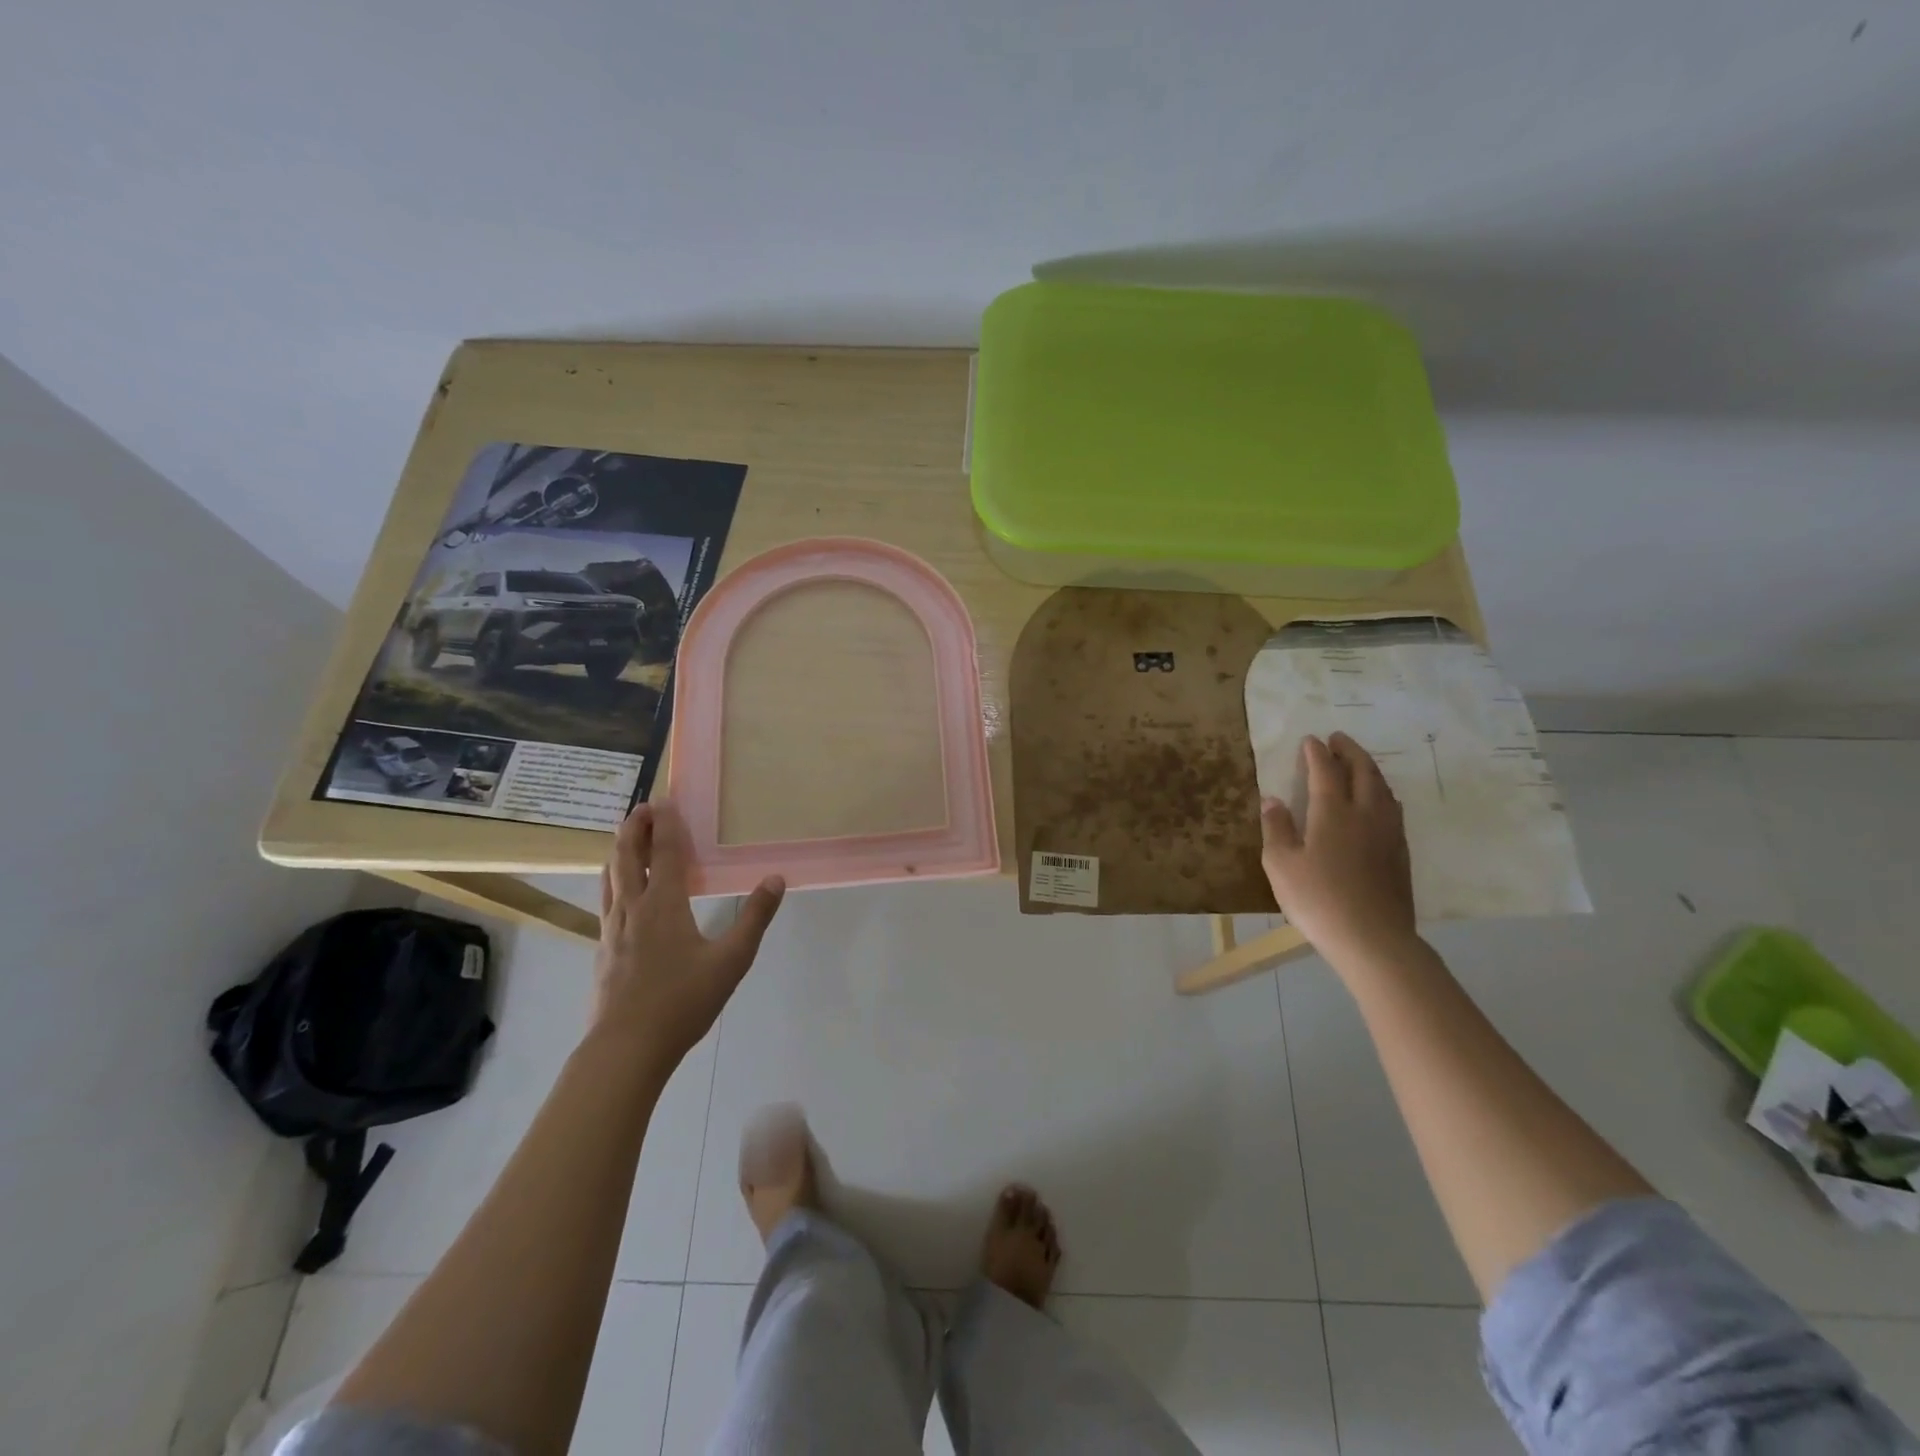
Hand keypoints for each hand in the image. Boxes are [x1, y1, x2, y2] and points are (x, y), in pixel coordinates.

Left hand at [590, 800, 784, 1064]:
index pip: (664, 852)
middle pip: (627, 857)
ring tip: (625, 839)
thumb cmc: (682, 1001)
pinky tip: (619, 894)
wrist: (625, 1048)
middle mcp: (633, 908)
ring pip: (610, 878)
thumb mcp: (731, 960)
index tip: (664, 799)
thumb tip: (776, 879)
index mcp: (664, 904)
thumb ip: (754, 917)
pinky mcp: (604, 950)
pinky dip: (613, 880)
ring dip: (619, 851)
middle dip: (634, 828)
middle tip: (642, 808)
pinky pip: (606, 901)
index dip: (665, 824)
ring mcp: (612, 929)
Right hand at [1260, 732, 1417, 968]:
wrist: (1373, 939)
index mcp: (1333, 812)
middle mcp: (1365, 814)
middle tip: (1338, 738)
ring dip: (1369, 769)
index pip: (1326, 771)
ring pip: (1383, 789)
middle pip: (1363, 772)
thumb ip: (1276, 828)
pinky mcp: (1400, 853)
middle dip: (1350, 751)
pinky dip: (1382, 793)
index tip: (1310, 740)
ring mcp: (1388, 834)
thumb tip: (1274, 800)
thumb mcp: (1281, 864)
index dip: (1317, 753)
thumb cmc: (1318, 899)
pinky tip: (1379, 802)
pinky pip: (1393, 809)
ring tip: (1358, 764)